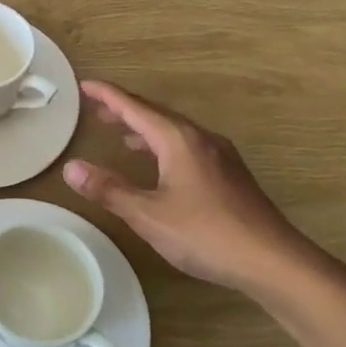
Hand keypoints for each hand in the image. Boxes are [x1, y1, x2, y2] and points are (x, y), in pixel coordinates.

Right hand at [63, 81, 332, 298]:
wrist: (274, 261)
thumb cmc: (206, 234)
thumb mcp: (148, 214)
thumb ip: (109, 189)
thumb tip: (71, 167)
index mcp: (178, 140)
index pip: (135, 107)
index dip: (107, 95)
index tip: (84, 85)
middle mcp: (200, 139)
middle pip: (156, 114)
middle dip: (124, 109)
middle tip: (96, 109)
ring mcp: (220, 156)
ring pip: (174, 131)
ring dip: (145, 128)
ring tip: (121, 134)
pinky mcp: (230, 175)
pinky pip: (187, 146)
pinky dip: (163, 145)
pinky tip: (159, 165)